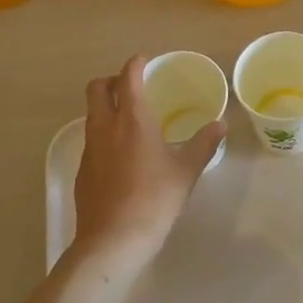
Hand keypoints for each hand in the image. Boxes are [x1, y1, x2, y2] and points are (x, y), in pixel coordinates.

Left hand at [70, 54, 225, 267]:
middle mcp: (105, 127)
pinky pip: (90, 140)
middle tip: (132, 87)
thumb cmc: (154, 200)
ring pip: (91, 114)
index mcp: (131, 119)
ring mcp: (89, 149)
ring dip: (106, 107)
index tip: (145, 61)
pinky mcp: (82, 171)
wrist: (112, 241)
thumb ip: (203, 144)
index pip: (127, 77)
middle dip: (112, 81)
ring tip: (129, 121)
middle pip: (96, 88)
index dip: (135, 64)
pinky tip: (121, 155)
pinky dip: (103, 135)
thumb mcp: (186, 171)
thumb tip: (220, 125)